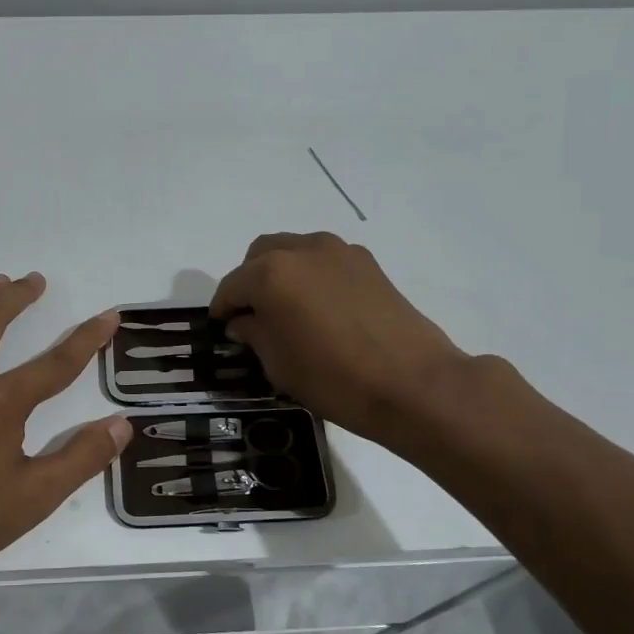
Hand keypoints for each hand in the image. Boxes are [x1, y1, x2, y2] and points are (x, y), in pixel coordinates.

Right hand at [210, 232, 472, 447]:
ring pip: (294, 251)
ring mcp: (339, 252)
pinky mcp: (368, 263)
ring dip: (280, 273)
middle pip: (260, 255)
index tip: (220, 326)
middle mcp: (302, 250)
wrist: (413, 384)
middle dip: (249, 281)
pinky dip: (311, 275)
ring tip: (286, 308)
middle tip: (251, 314)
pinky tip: (319, 308)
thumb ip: (254, 333)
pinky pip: (324, 260)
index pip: (232, 285)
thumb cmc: (334, 378)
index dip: (222, 308)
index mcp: (271, 273)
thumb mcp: (279, 364)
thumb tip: (244, 321)